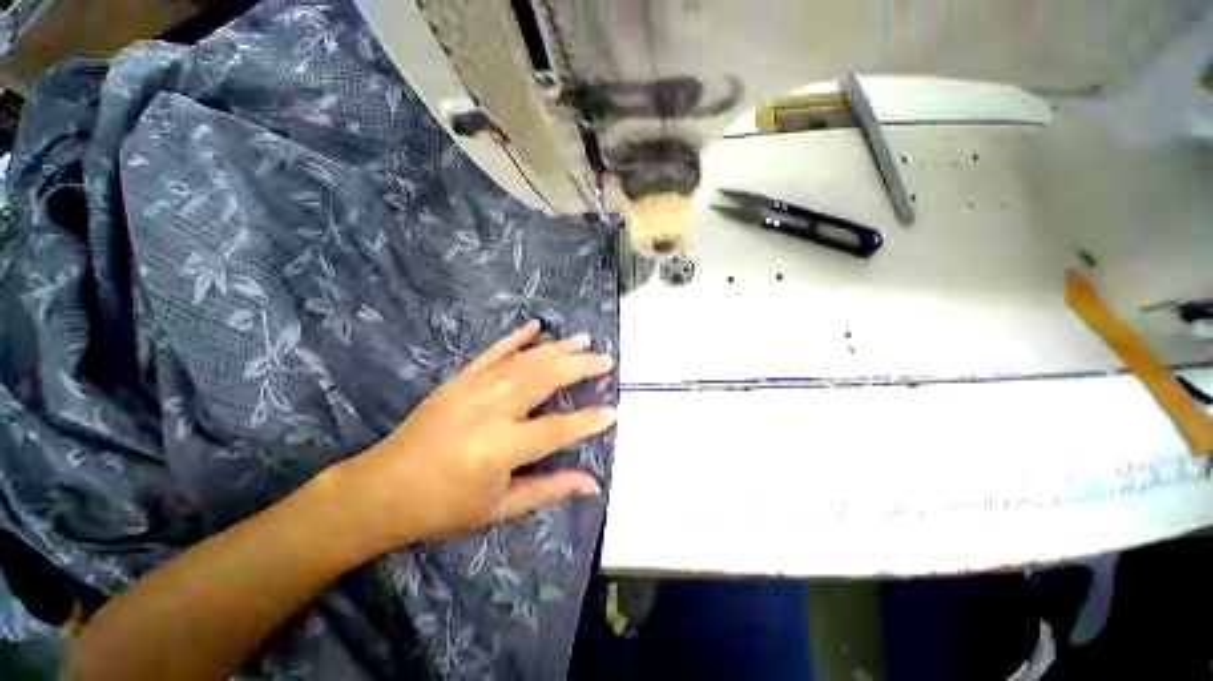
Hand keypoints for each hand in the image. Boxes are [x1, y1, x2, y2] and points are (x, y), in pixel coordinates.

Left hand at [331, 320, 614, 554]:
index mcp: (499, 448)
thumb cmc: (442, 508)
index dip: (588, 421)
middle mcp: (490, 410)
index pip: (557, 429)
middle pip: (544, 379)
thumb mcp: (499, 508)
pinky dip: (516, 337)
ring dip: (557, 348)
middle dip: (580, 367)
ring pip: (524, 361)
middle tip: (605, 360)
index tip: (613, 411)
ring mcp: (472, 389)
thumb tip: (592, 483)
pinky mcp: (459, 380)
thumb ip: (549, 489)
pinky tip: (536, 326)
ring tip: (584, 340)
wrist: (380, 491)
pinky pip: (493, 352)